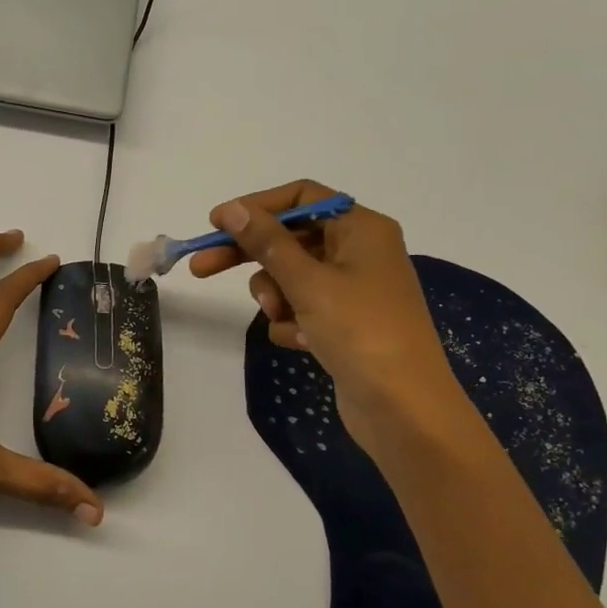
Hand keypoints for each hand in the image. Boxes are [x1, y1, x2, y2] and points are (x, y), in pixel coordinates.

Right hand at [188, 181, 464, 450]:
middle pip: (291, 239)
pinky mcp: (345, 324)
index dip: (257, 207)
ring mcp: (353, 290)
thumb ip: (267, 242)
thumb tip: (232, 208)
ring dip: (276, 296)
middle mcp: (359, 252)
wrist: (404, 409)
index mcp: (361, 229)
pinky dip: (293, 323)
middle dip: (250, 256)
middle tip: (202, 268)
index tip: (216, 224)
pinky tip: (301, 342)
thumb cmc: (361, 333)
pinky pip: (303, 309)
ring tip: (283, 319)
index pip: (301, 198)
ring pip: (292, 277)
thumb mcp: (308, 282)